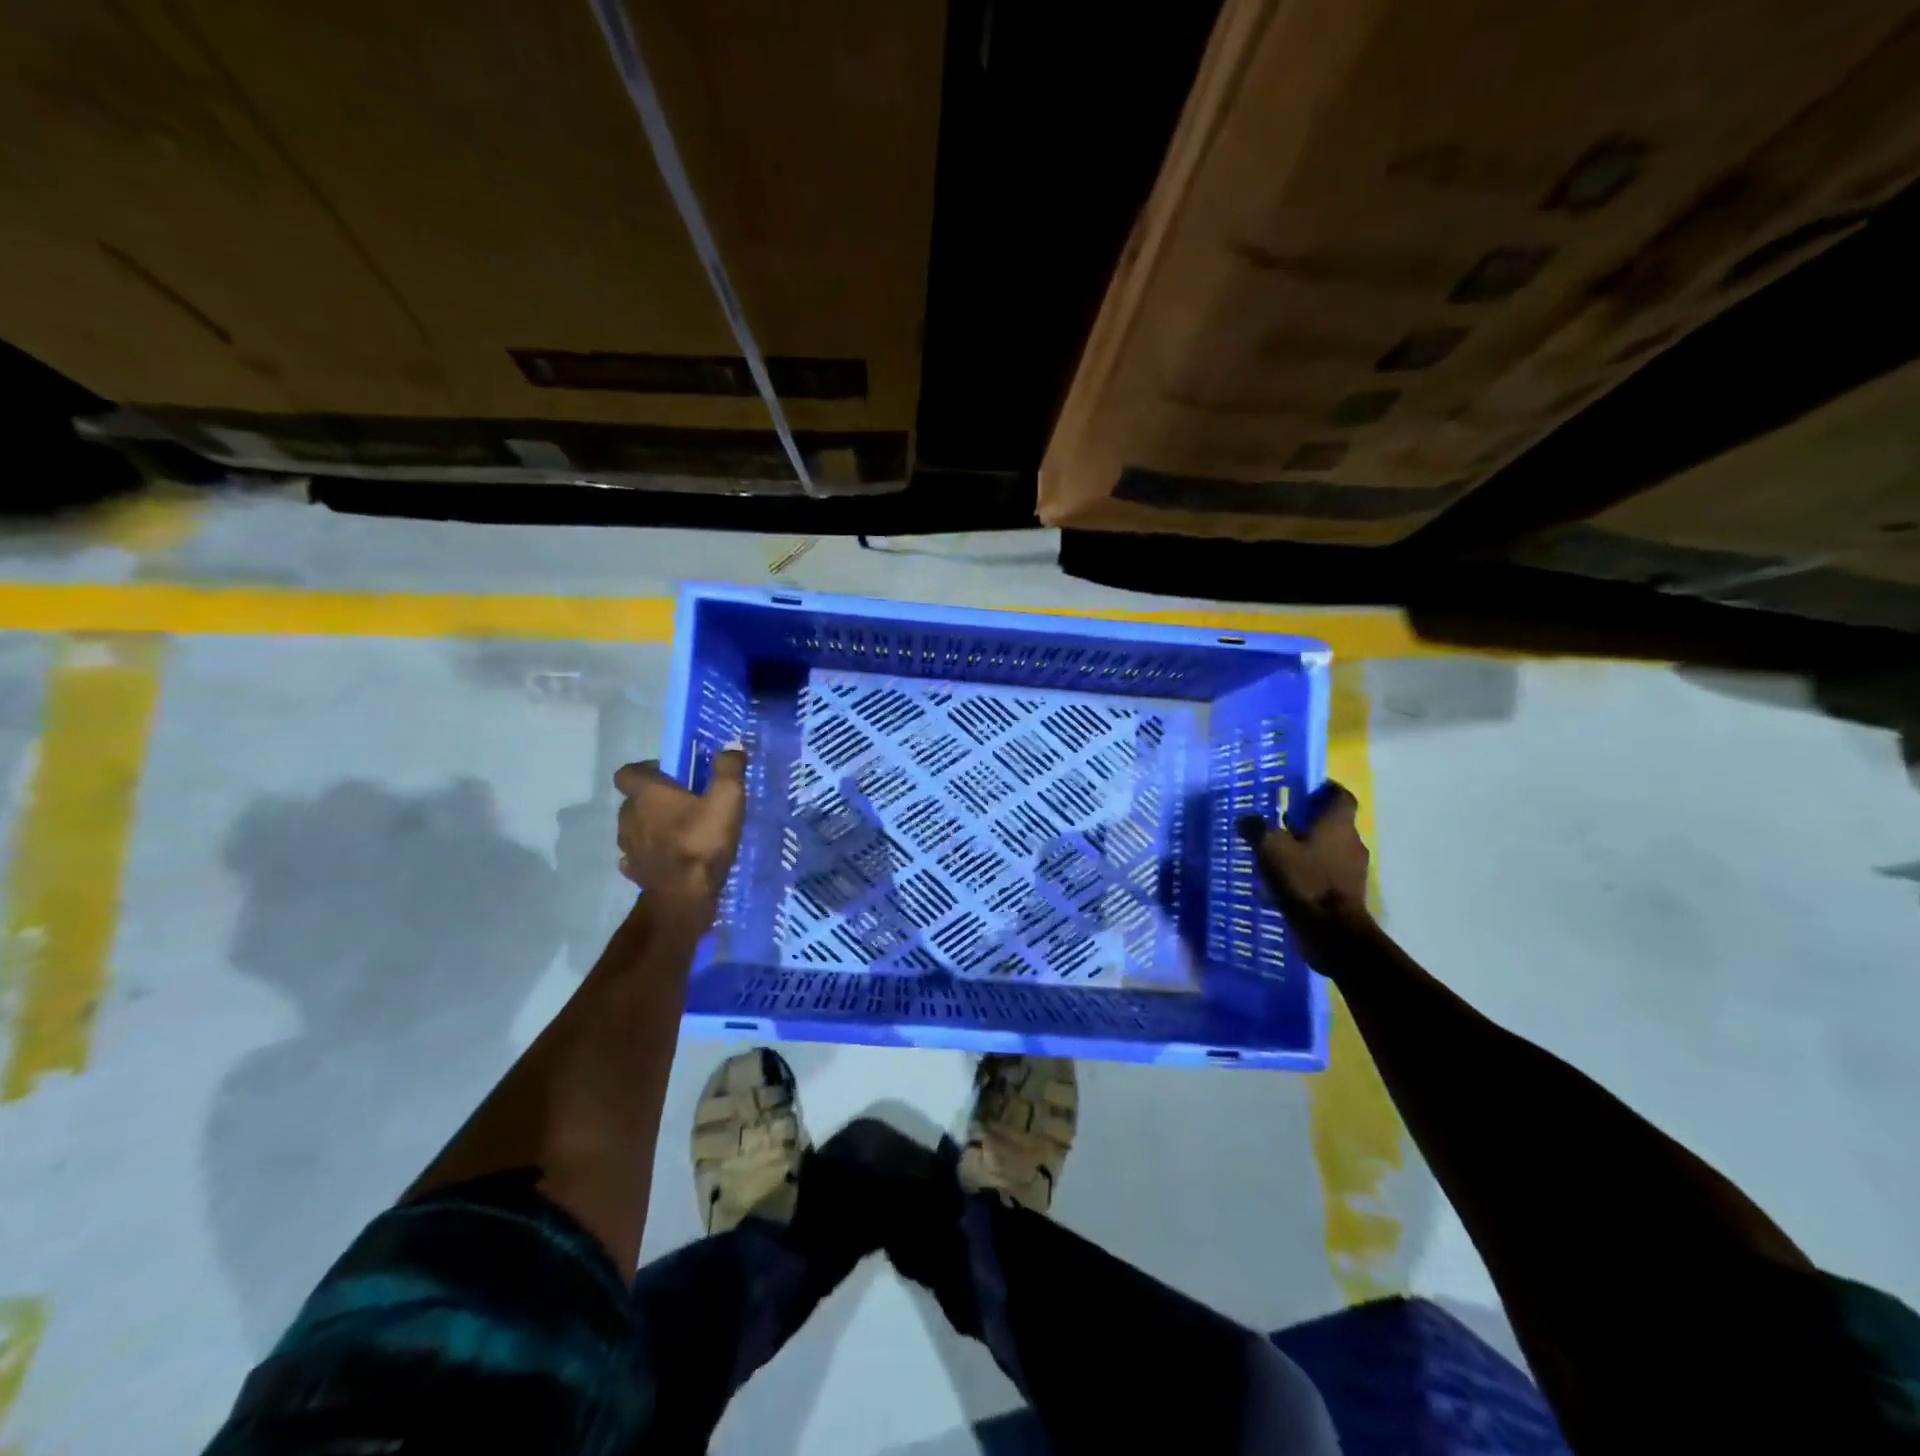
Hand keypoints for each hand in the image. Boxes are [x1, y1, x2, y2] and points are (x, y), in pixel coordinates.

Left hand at [613, 745, 746, 924]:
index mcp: (647, 794)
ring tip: (679, 832)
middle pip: (633, 800)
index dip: (646, 770)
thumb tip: (732, 744)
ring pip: (634, 827)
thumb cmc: (702, 841)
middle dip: (654, 799)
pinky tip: (669, 857)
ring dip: (650, 826)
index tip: (671, 775)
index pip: (628, 772)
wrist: (684, 896)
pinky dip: (649, 853)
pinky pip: (637, 855)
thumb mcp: (727, 799)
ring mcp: (628, 846)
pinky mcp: (634, 871)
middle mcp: (629, 816)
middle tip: (684, 803)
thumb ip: (729, 769)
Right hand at [1236, 782, 1372, 954]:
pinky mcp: (1347, 893)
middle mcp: (1351, 841)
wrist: (1332, 932)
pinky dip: (1310, 871)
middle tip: (1280, 822)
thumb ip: (1256, 829)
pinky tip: (1287, 880)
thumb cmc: (1305, 881)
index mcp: (1338, 824)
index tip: (1302, 791)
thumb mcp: (1271, 849)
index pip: (1339, 795)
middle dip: (1309, 820)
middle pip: (1333, 822)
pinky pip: (1327, 873)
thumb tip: (1245, 819)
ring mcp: (1352, 869)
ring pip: (1329, 848)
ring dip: (1309, 847)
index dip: (1323, 790)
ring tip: (1279, 853)